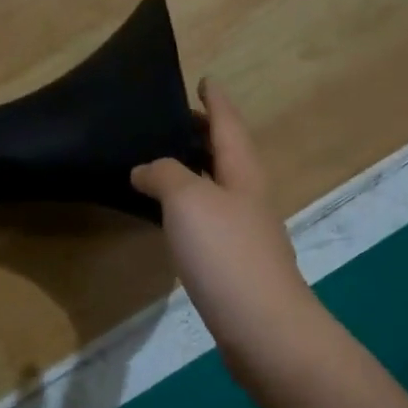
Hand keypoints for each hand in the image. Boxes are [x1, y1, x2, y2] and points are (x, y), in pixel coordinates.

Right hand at [132, 80, 319, 373]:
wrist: (262, 326)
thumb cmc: (226, 252)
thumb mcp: (188, 199)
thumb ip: (164, 175)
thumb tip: (145, 170)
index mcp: (243, 172)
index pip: (228, 125)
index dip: (215, 102)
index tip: (204, 81)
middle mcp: (249, 197)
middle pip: (227, 154)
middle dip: (205, 134)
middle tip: (174, 120)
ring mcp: (245, 232)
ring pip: (218, 187)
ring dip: (196, 170)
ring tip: (165, 163)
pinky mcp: (235, 263)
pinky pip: (209, 219)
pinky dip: (190, 206)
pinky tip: (172, 218)